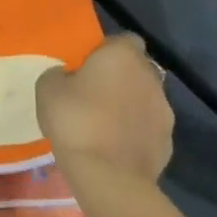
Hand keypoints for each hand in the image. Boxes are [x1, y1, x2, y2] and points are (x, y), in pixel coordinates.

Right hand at [37, 34, 194, 216]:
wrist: (109, 177)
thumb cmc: (76, 121)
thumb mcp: (48, 89)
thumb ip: (60, 74)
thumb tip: (68, 77)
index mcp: (122, 55)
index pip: (123, 39)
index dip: (106, 50)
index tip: (87, 65)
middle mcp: (150, 76)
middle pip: (136, 69)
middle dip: (119, 78)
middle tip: (92, 94)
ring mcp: (165, 111)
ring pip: (144, 99)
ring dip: (128, 105)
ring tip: (103, 124)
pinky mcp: (168, 142)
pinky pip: (148, 128)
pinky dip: (135, 132)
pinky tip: (114, 147)